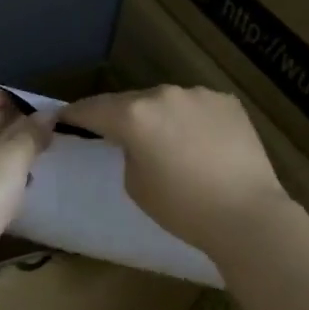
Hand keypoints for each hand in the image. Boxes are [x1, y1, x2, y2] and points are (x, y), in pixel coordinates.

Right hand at [58, 85, 288, 255]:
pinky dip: (189, 120)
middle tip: (113, 134)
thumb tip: (136, 141)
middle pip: (130, 102)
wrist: (246, 215)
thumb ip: (127, 152)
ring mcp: (199, 95)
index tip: (61, 118)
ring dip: (158, 116)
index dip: (74, 114)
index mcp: (134, 115)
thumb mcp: (135, 184)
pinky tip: (198, 142)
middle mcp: (164, 94)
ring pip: (166, 101)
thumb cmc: (182, 208)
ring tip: (163, 141)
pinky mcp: (227, 102)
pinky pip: (196, 107)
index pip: (92, 109)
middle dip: (119, 116)